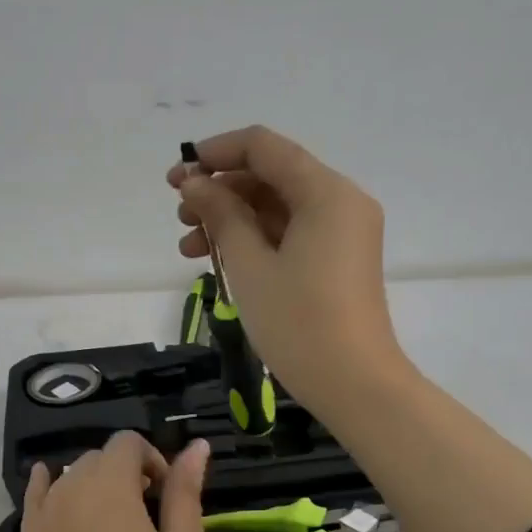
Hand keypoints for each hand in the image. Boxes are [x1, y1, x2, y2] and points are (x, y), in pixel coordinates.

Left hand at [21, 431, 208, 531]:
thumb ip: (186, 491)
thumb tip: (198, 446)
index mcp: (111, 483)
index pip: (127, 442)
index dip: (152, 459)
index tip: (166, 494)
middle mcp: (70, 487)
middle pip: (98, 458)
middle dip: (125, 472)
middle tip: (146, 512)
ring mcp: (43, 515)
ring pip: (69, 478)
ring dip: (94, 485)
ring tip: (112, 523)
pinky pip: (35, 497)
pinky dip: (47, 486)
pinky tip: (53, 486)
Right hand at [169, 126, 403, 416]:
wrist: (354, 384)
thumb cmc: (298, 323)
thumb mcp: (250, 266)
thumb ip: (221, 216)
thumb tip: (194, 183)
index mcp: (326, 192)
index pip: (263, 147)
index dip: (215, 154)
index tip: (177, 178)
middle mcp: (341, 202)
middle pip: (271, 176)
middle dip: (221, 191)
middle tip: (180, 217)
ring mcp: (343, 233)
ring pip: (278, 208)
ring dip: (233, 220)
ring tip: (189, 247)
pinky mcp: (338, 261)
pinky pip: (292, 235)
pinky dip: (256, 241)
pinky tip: (220, 261)